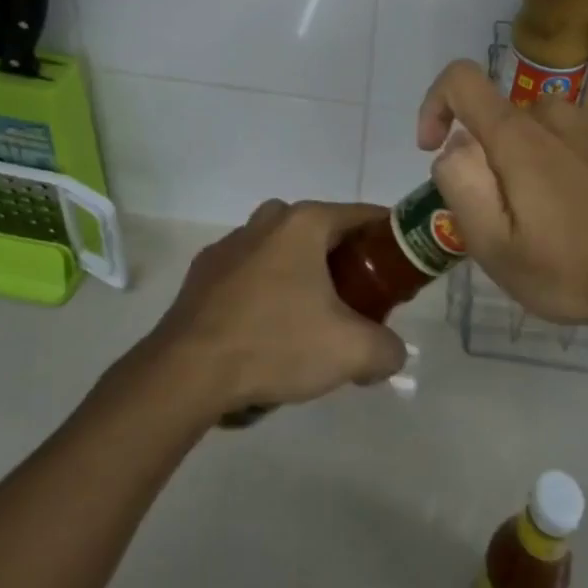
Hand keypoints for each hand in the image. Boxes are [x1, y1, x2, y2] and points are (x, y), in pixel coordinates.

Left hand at [149, 199, 407, 413]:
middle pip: (322, 231)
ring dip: (301, 274)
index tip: (400, 265)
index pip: (361, 215)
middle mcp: (267, 220)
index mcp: (304, 222)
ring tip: (311, 319)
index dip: (387, 237)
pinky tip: (266, 330)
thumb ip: (387, 349)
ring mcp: (230, 243)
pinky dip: (265, 291)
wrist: (186, 372)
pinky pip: (250, 272)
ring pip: (282, 250)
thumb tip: (391, 353)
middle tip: (359, 297)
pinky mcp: (204, 272)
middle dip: (344, 259)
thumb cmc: (275, 344)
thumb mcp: (351, 352)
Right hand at [417, 59, 587, 336]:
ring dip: (529, 159)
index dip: (435, 103)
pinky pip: (575, 136)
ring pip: (538, 127)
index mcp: (516, 135)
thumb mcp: (495, 248)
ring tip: (550, 216)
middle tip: (507, 216)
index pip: (461, 78)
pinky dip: (565, 160)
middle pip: (499, 117)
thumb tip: (455, 147)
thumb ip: (460, 186)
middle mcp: (553, 113)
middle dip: (489, 157)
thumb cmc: (572, 269)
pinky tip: (586, 205)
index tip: (435, 148)